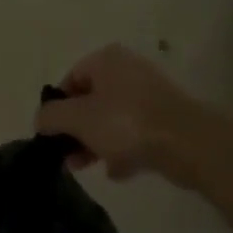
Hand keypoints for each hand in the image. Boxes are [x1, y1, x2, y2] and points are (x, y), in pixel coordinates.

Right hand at [36, 43, 227, 188]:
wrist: (192, 144)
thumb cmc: (127, 123)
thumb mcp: (78, 119)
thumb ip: (51, 117)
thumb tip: (41, 120)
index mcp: (105, 59)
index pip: (69, 80)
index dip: (57, 108)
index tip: (53, 135)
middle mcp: (128, 69)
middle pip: (90, 101)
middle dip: (77, 130)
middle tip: (69, 157)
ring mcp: (151, 94)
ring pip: (112, 119)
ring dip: (98, 143)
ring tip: (90, 167)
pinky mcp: (168, 119)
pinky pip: (136, 133)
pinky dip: (124, 150)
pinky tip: (119, 172)